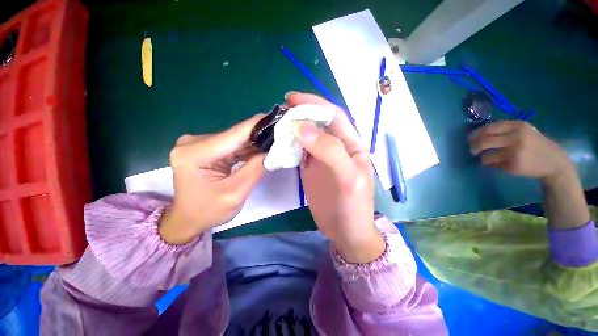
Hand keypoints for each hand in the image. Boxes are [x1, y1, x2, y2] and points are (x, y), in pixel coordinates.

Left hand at [159, 115, 265, 244]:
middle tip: (281, 136)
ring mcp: (197, 143)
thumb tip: (271, 150)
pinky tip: (260, 151)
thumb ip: (255, 170)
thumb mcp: (236, 194)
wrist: (188, 219)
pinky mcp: (204, 147)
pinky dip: (246, 149)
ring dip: (254, 143)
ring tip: (274, 144)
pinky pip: (231, 145)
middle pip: (235, 135)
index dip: (258, 125)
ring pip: (235, 139)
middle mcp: (193, 143)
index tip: (278, 118)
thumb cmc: (209, 211)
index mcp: (195, 154)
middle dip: (259, 136)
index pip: (234, 134)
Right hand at [285, 92, 384, 263]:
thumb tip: (302, 128)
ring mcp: (322, 157)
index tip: (292, 99)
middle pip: (319, 123)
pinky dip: (290, 144)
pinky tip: (279, 142)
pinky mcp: (311, 168)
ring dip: (294, 128)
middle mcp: (337, 147)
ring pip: (308, 135)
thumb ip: (329, 151)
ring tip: (277, 124)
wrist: (345, 231)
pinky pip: (300, 150)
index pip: (334, 116)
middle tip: (280, 111)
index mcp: (351, 145)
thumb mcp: (348, 178)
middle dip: (302, 113)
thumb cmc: (353, 206)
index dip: (315, 104)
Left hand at [469, 121, 572, 182]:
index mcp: (517, 126)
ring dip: (482, 157)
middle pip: (483, 141)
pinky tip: (498, 164)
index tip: (470, 138)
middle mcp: (515, 138)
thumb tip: (477, 133)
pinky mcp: (513, 166)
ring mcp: (514, 153)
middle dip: (473, 146)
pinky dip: (491, 165)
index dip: (475, 134)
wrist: (554, 162)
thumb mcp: (523, 131)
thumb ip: (504, 130)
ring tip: (486, 158)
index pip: (488, 128)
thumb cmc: (534, 145)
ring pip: (486, 156)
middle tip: (472, 150)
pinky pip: (493, 165)